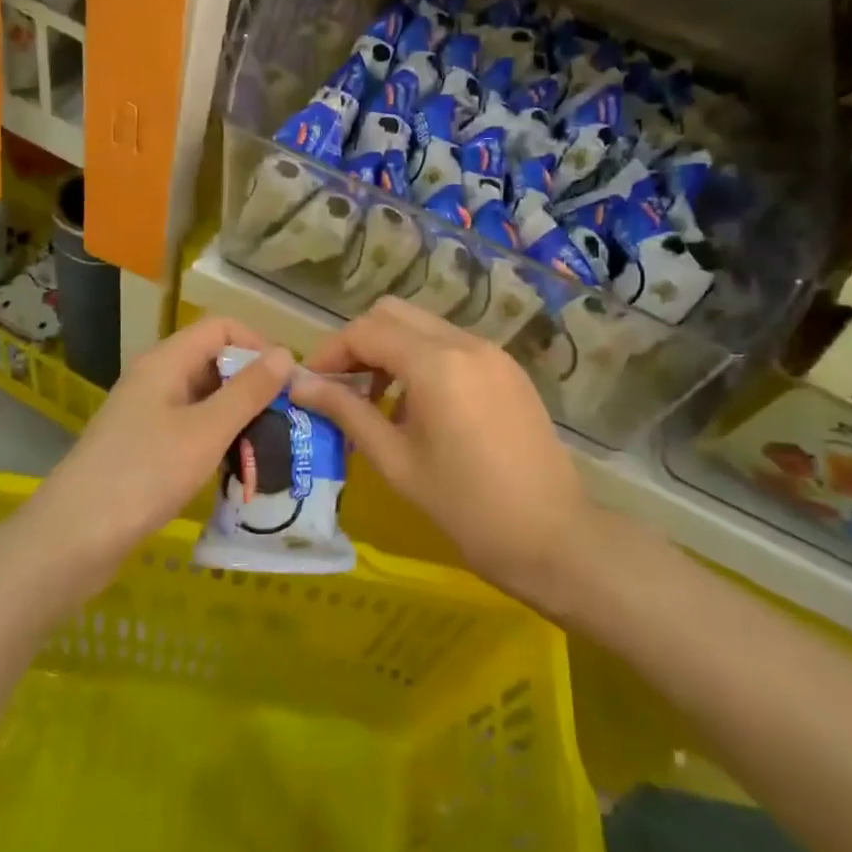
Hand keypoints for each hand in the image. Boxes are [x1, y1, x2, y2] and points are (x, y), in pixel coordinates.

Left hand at [30, 318, 293, 585]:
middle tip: (286, 421)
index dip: (258, 345)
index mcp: (166, 362)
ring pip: (205, 399)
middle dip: (253, 386)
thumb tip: (285, 353)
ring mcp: (147, 414)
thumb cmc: (144, 475)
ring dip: (238, 417)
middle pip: (214, 362)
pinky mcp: (144, 447)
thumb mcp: (206, 431)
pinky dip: (217, 440)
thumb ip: (248, 391)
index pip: (221, 328)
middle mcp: (156, 379)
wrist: (72, 539)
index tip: (286, 383)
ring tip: (269, 448)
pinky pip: (191, 428)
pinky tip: (235, 468)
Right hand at [290, 297, 588, 608]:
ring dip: (392, 350)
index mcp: (436, 363)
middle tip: (342, 387)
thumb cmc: (465, 507)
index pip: (366, 331)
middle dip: (360, 342)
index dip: (330, 352)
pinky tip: (420, 408)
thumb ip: (346, 412)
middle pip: (394, 314)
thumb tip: (298, 385)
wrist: (553, 537)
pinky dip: (424, 360)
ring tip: (378, 403)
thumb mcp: (396, 461)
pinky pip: (453, 346)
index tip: (311, 384)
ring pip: (424, 327)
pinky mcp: (508, 370)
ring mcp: (492, 353)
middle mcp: (465, 342)